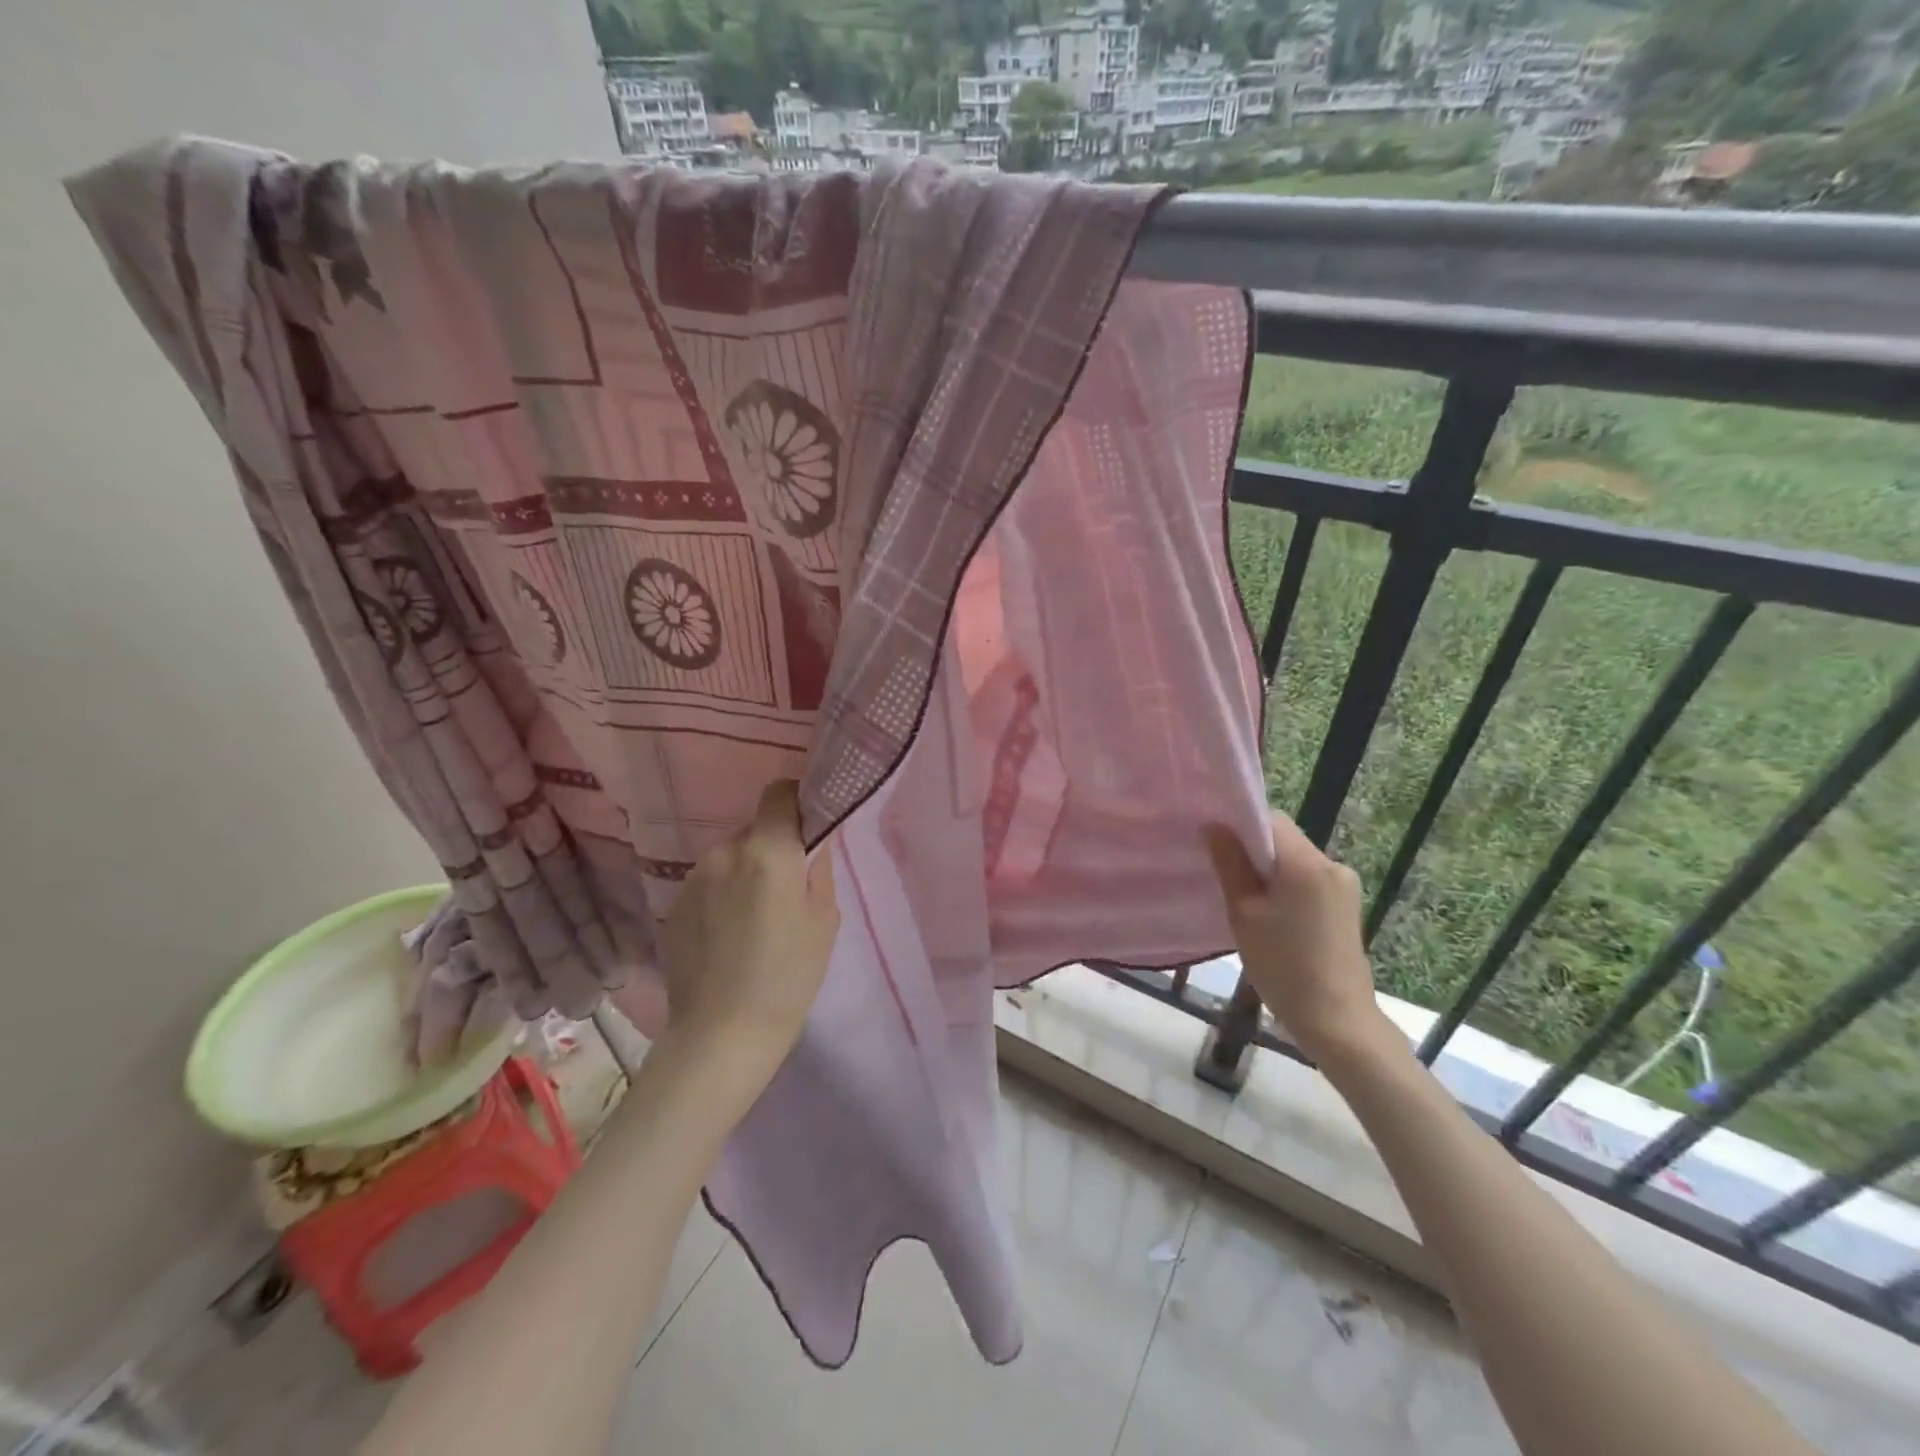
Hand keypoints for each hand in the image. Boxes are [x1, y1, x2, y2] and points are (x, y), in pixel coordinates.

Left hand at [658, 780, 838, 1075]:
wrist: (721, 1034)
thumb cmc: (788, 977)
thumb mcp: (824, 921)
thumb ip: (819, 870)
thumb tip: (812, 845)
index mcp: (769, 851)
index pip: (778, 794)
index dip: (795, 801)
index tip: (807, 826)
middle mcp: (726, 853)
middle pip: (754, 831)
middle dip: (772, 849)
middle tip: (786, 890)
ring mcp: (693, 878)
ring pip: (730, 859)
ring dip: (745, 874)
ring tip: (754, 921)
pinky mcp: (673, 905)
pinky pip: (708, 884)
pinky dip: (722, 896)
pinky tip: (728, 937)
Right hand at [1203, 812, 1385, 1064]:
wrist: (1337, 1021)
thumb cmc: (1283, 967)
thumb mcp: (1244, 913)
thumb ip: (1229, 864)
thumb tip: (1213, 825)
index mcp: (1307, 863)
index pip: (1270, 820)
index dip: (1240, 827)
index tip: (1217, 848)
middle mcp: (1332, 864)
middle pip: (1284, 839)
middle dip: (1254, 852)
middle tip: (1227, 880)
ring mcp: (1344, 885)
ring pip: (1295, 861)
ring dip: (1270, 872)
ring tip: (1248, 904)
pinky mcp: (1347, 905)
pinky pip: (1308, 880)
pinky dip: (1287, 888)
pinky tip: (1273, 918)